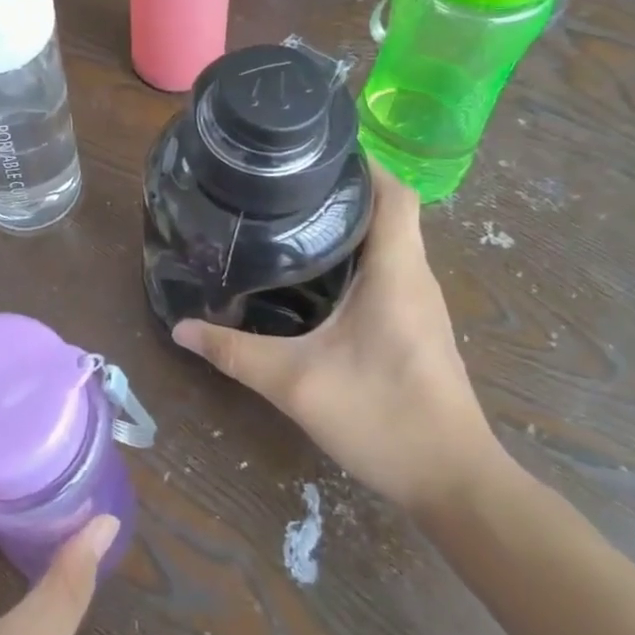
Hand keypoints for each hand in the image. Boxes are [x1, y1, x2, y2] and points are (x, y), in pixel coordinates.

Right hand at [172, 159, 500, 513]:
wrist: (454, 483)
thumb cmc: (383, 417)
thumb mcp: (295, 383)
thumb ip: (234, 352)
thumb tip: (180, 328)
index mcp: (396, 272)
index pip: (395, 193)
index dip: (363, 163)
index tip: (316, 151)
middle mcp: (414, 277)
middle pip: (390, 210)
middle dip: (344, 188)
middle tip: (284, 181)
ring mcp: (419, 303)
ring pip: (390, 241)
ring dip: (350, 222)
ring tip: (292, 214)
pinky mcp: (416, 326)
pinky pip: (389, 270)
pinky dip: (356, 255)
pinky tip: (315, 273)